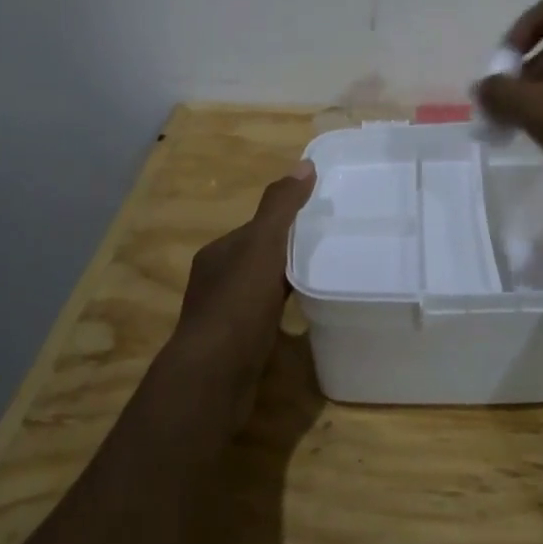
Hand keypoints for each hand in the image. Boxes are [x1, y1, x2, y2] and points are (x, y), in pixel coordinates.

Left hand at [170, 162, 316, 421]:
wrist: (213, 378)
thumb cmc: (238, 305)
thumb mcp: (262, 246)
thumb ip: (281, 206)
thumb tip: (304, 164)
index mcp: (218, 253)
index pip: (257, 228)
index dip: (286, 222)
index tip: (320, 220)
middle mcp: (215, 280)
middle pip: (259, 258)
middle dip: (288, 252)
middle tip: (329, 249)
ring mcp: (224, 316)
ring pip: (261, 289)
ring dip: (286, 282)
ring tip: (323, 278)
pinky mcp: (235, 347)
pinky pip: (264, 318)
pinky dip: (283, 312)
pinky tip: (305, 317)